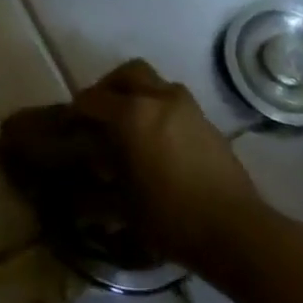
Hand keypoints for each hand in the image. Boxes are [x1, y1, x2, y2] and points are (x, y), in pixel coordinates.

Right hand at [71, 59, 260, 268]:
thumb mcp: (121, 206)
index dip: (75, 111)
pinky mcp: (207, 122)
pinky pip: (175, 102)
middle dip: (109, 87)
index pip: (92, 99)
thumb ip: (94, 188)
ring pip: (156, 83)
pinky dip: (160, 109)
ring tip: (130, 125)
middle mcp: (159, 99)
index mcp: (131, 114)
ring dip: (138, 94)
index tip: (68, 126)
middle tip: (99, 112)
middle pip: (128, 73)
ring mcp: (188, 108)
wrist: (234, 229)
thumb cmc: (169, 216)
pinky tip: (157, 141)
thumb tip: (79, 184)